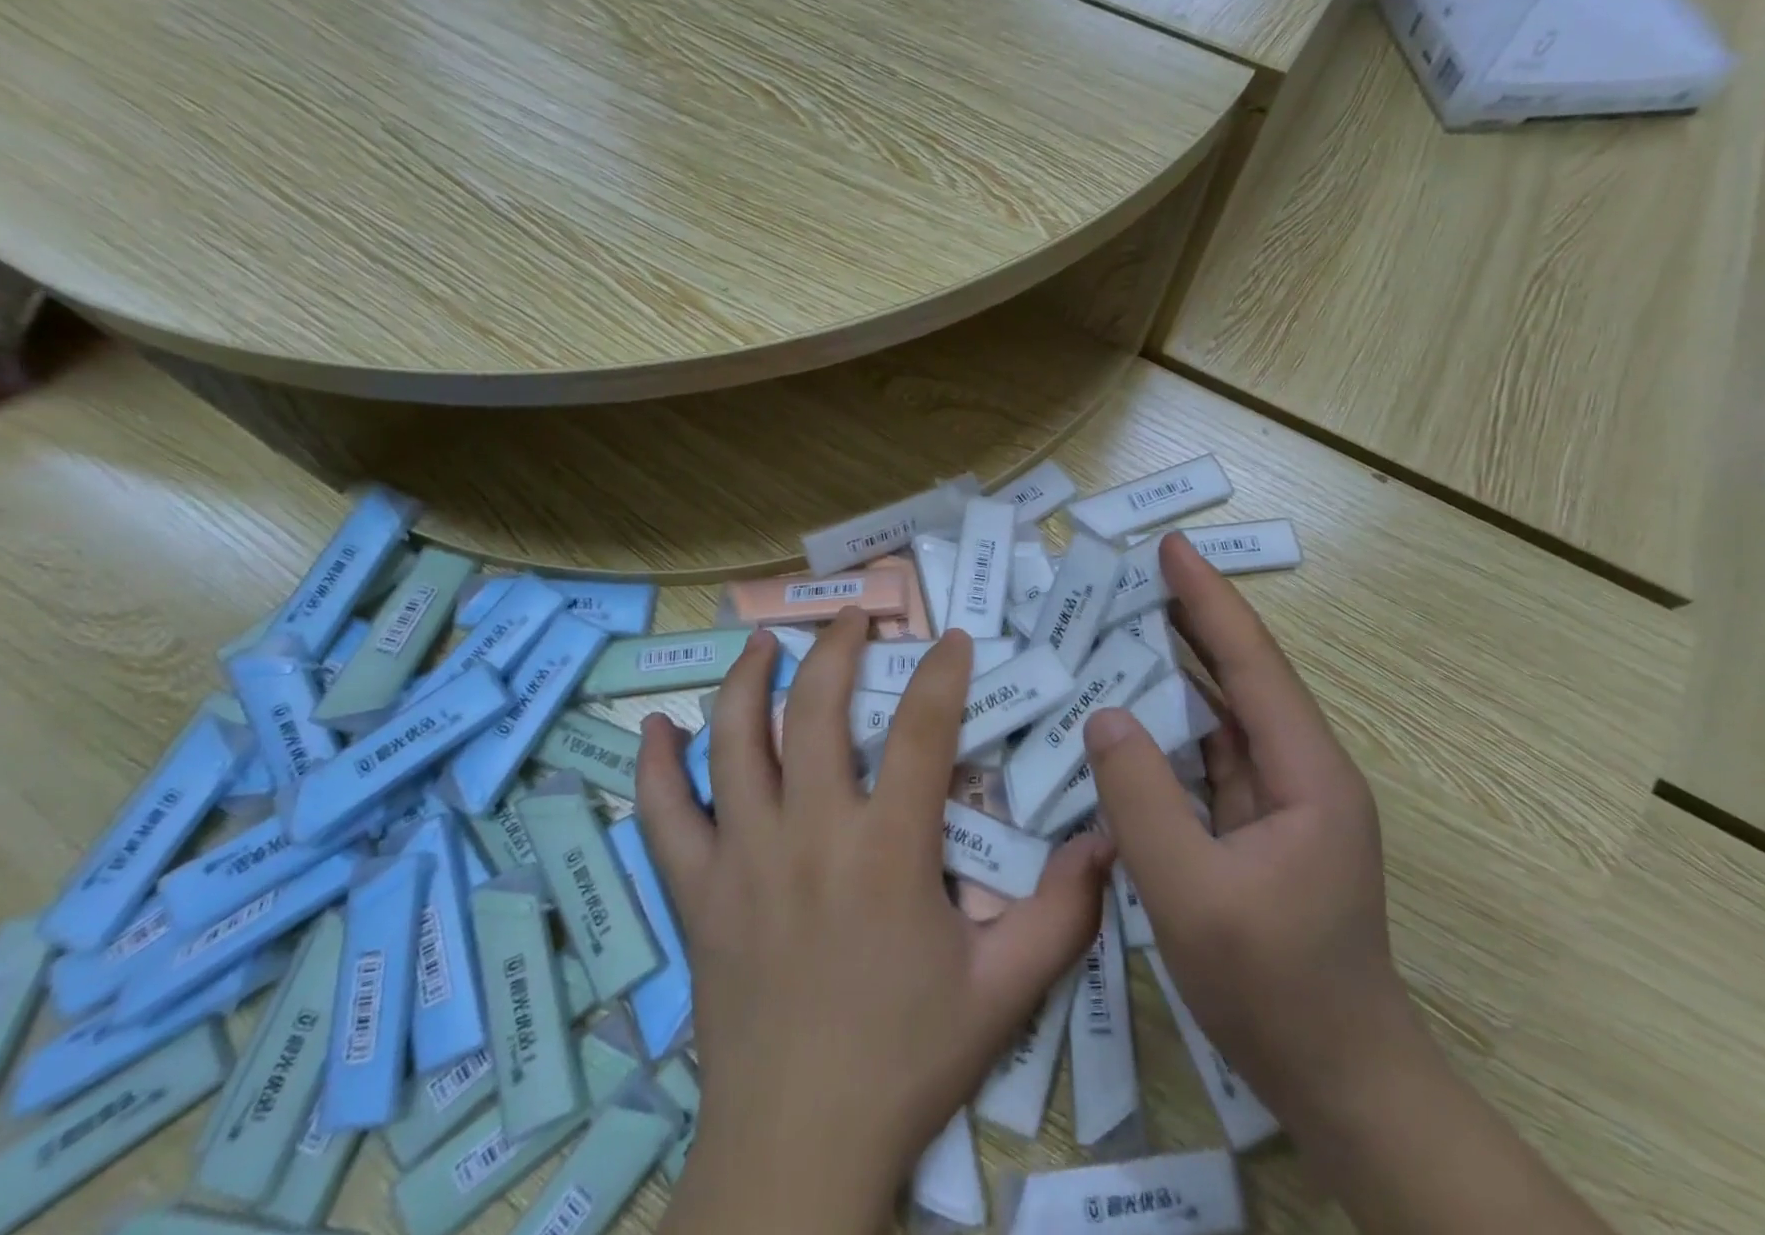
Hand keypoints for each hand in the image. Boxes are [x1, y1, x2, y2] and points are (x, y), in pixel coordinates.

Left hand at [637, 613, 1111, 1233]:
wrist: (798, 1147)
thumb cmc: (905, 1060)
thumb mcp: (1003, 991)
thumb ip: (1062, 912)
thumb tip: (1108, 840)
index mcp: (886, 849)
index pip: (919, 730)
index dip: (940, 674)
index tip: (951, 638)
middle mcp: (809, 833)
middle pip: (814, 710)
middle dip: (835, 650)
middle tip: (851, 617)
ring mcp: (742, 858)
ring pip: (733, 743)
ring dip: (746, 681)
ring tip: (763, 644)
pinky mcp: (696, 894)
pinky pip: (663, 816)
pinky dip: (657, 765)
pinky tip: (658, 726)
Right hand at [1083, 532, 1415, 1125]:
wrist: (1340, 1082)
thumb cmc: (1275, 989)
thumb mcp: (1192, 895)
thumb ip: (1143, 799)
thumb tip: (1105, 716)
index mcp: (1306, 773)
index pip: (1251, 664)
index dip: (1208, 600)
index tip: (1171, 548)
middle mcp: (1300, 771)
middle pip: (1242, 675)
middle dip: (1192, 618)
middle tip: (1136, 572)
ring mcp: (1279, 801)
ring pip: (1223, 714)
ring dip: (1179, 667)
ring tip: (1126, 624)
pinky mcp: (1256, 826)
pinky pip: (1208, 755)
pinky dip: (1170, 723)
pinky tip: (1132, 711)